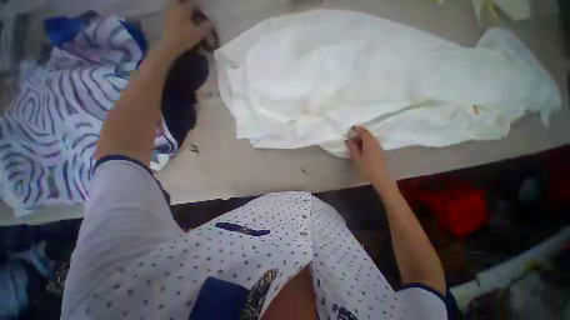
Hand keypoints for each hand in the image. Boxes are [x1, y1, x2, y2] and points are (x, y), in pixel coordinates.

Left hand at [160, 0, 213, 54]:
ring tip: (187, 11)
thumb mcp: (198, 34)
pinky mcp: (165, 15)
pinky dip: (176, 8)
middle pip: (183, 0)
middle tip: (194, 9)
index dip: (199, 6)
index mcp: (184, 9)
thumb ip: (205, 27)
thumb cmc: (185, 39)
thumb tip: (212, 22)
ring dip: (182, 5)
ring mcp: (168, 9)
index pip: (193, 3)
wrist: (170, 45)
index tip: (203, 11)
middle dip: (190, 4)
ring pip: (176, 2)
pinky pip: (171, 6)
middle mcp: (175, 6)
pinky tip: (180, 14)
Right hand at [346, 126, 395, 191]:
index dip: (357, 129)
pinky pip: (371, 144)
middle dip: (358, 135)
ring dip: (361, 140)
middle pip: (367, 135)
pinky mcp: (380, 152)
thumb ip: (352, 148)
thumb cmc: (367, 168)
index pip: (364, 131)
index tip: (350, 129)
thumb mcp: (357, 158)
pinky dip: (365, 144)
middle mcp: (375, 143)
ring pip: (369, 139)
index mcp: (370, 143)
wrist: (381, 177)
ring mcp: (379, 147)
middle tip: (350, 141)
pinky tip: (361, 150)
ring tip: (354, 146)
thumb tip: (348, 140)